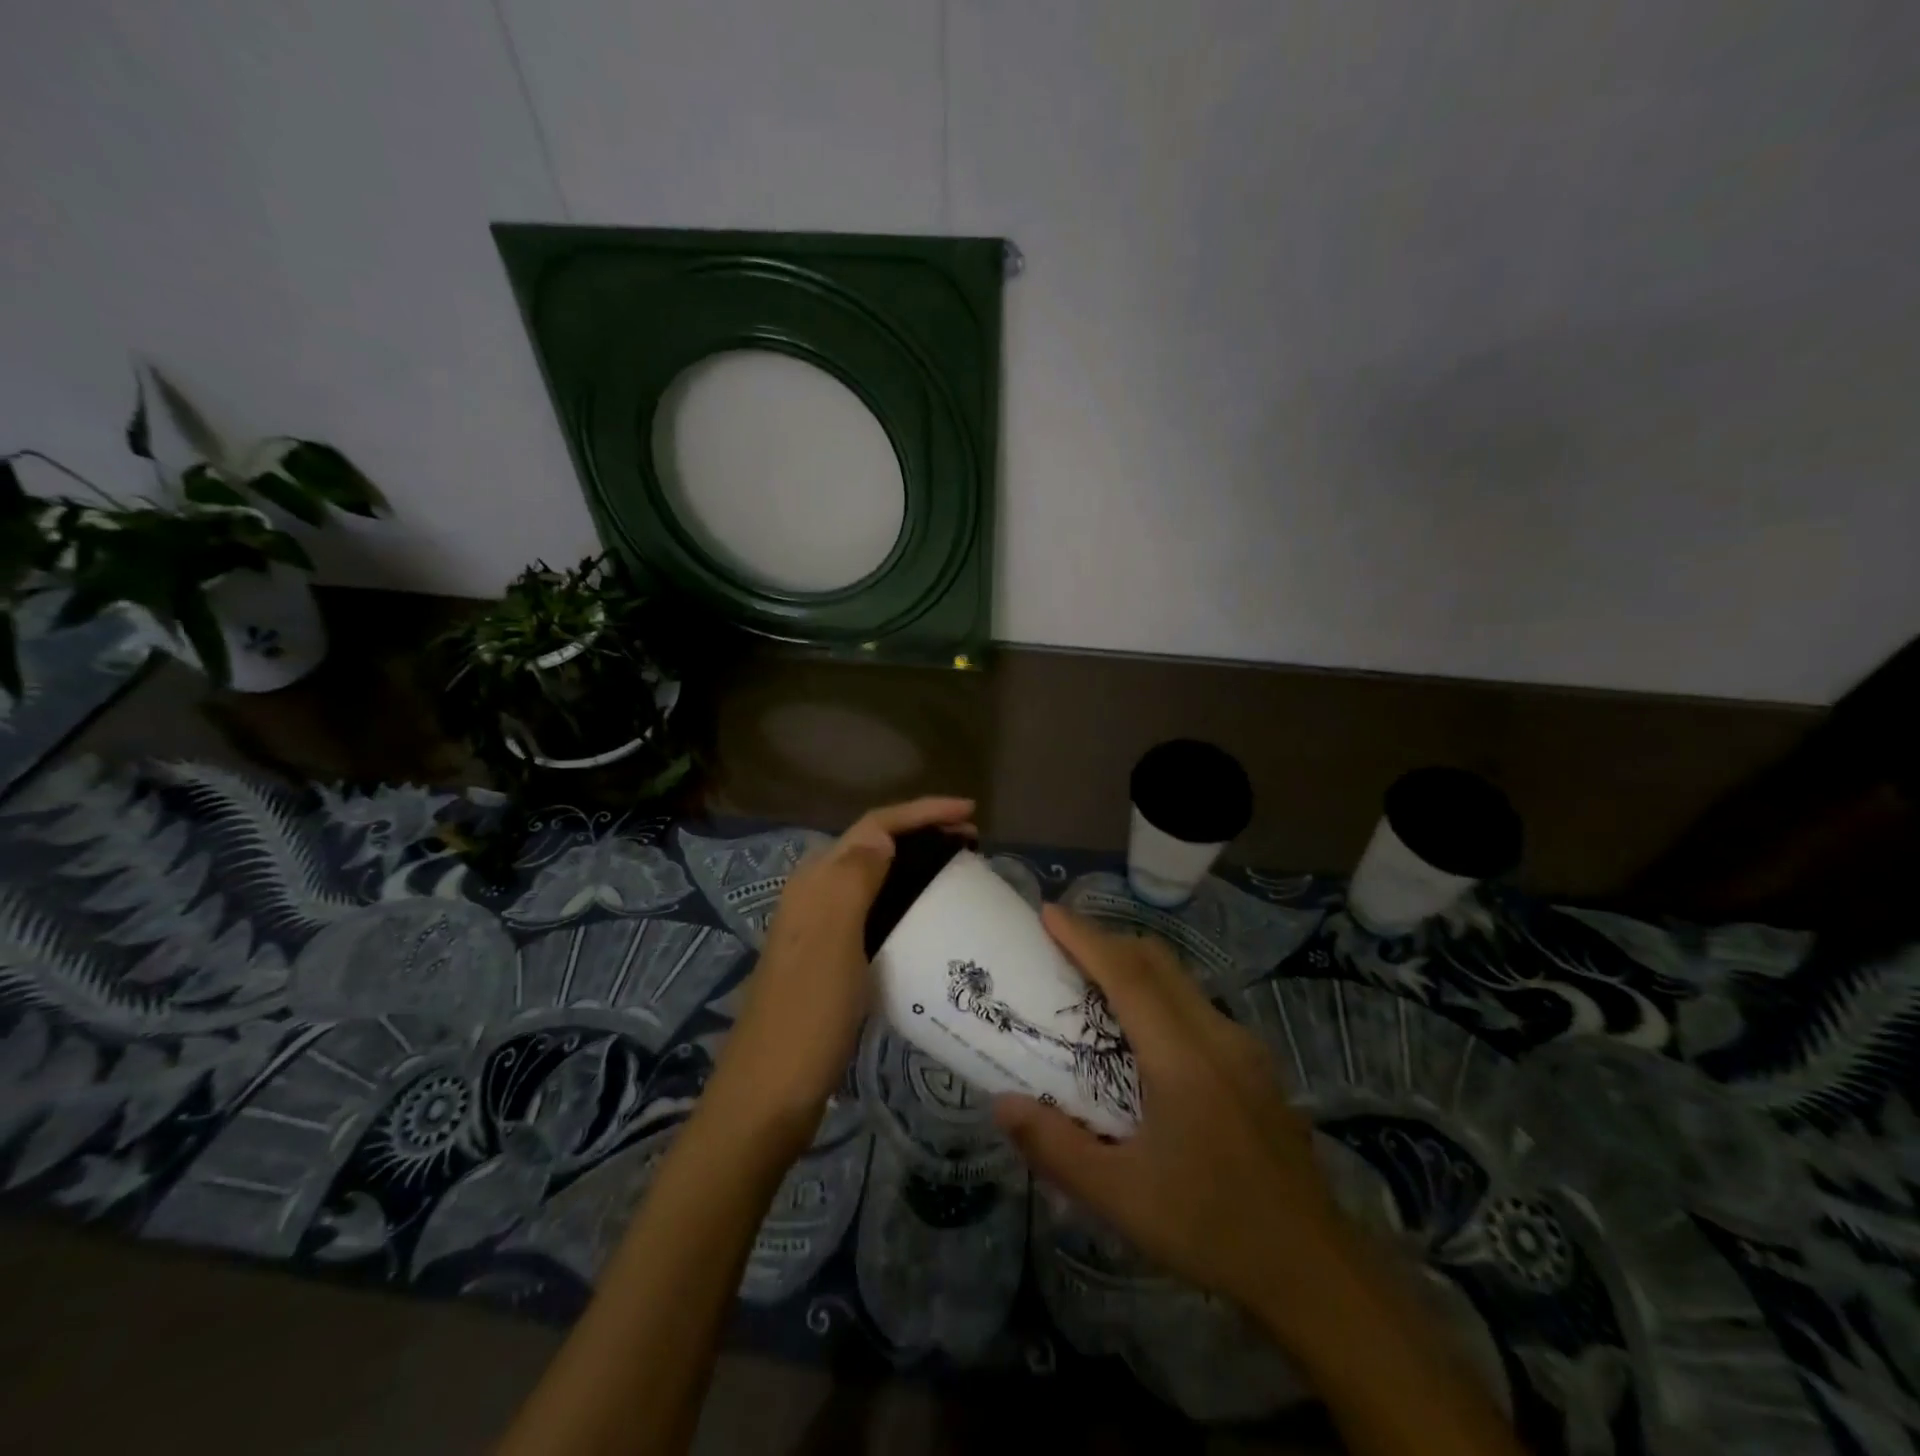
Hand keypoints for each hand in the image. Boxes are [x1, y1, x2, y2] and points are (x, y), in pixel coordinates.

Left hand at [707, 796, 975, 1147]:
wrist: (768, 1097)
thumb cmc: (806, 1018)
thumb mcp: (833, 943)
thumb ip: (854, 880)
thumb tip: (882, 836)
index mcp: (816, 883)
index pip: (873, 827)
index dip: (921, 812)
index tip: (970, 813)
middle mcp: (815, 896)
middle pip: (873, 846)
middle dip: (921, 833)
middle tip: (972, 843)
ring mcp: (821, 929)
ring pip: (874, 877)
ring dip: (914, 864)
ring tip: (958, 871)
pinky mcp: (830, 959)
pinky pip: (874, 911)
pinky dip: (904, 900)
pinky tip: (927, 918)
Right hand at [994, 906, 1350, 1332]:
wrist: (1314, 1270)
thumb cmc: (1210, 1228)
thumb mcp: (1121, 1198)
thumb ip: (1056, 1147)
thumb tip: (1002, 1104)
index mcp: (1182, 1058)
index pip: (1127, 975)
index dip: (1086, 938)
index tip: (1049, 912)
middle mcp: (1216, 1036)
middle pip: (1157, 962)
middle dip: (1107, 940)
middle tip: (1062, 942)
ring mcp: (1243, 1047)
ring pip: (1181, 980)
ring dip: (1135, 965)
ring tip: (1093, 981)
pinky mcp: (1255, 1065)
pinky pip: (1197, 1006)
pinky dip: (1159, 993)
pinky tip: (1143, 1033)